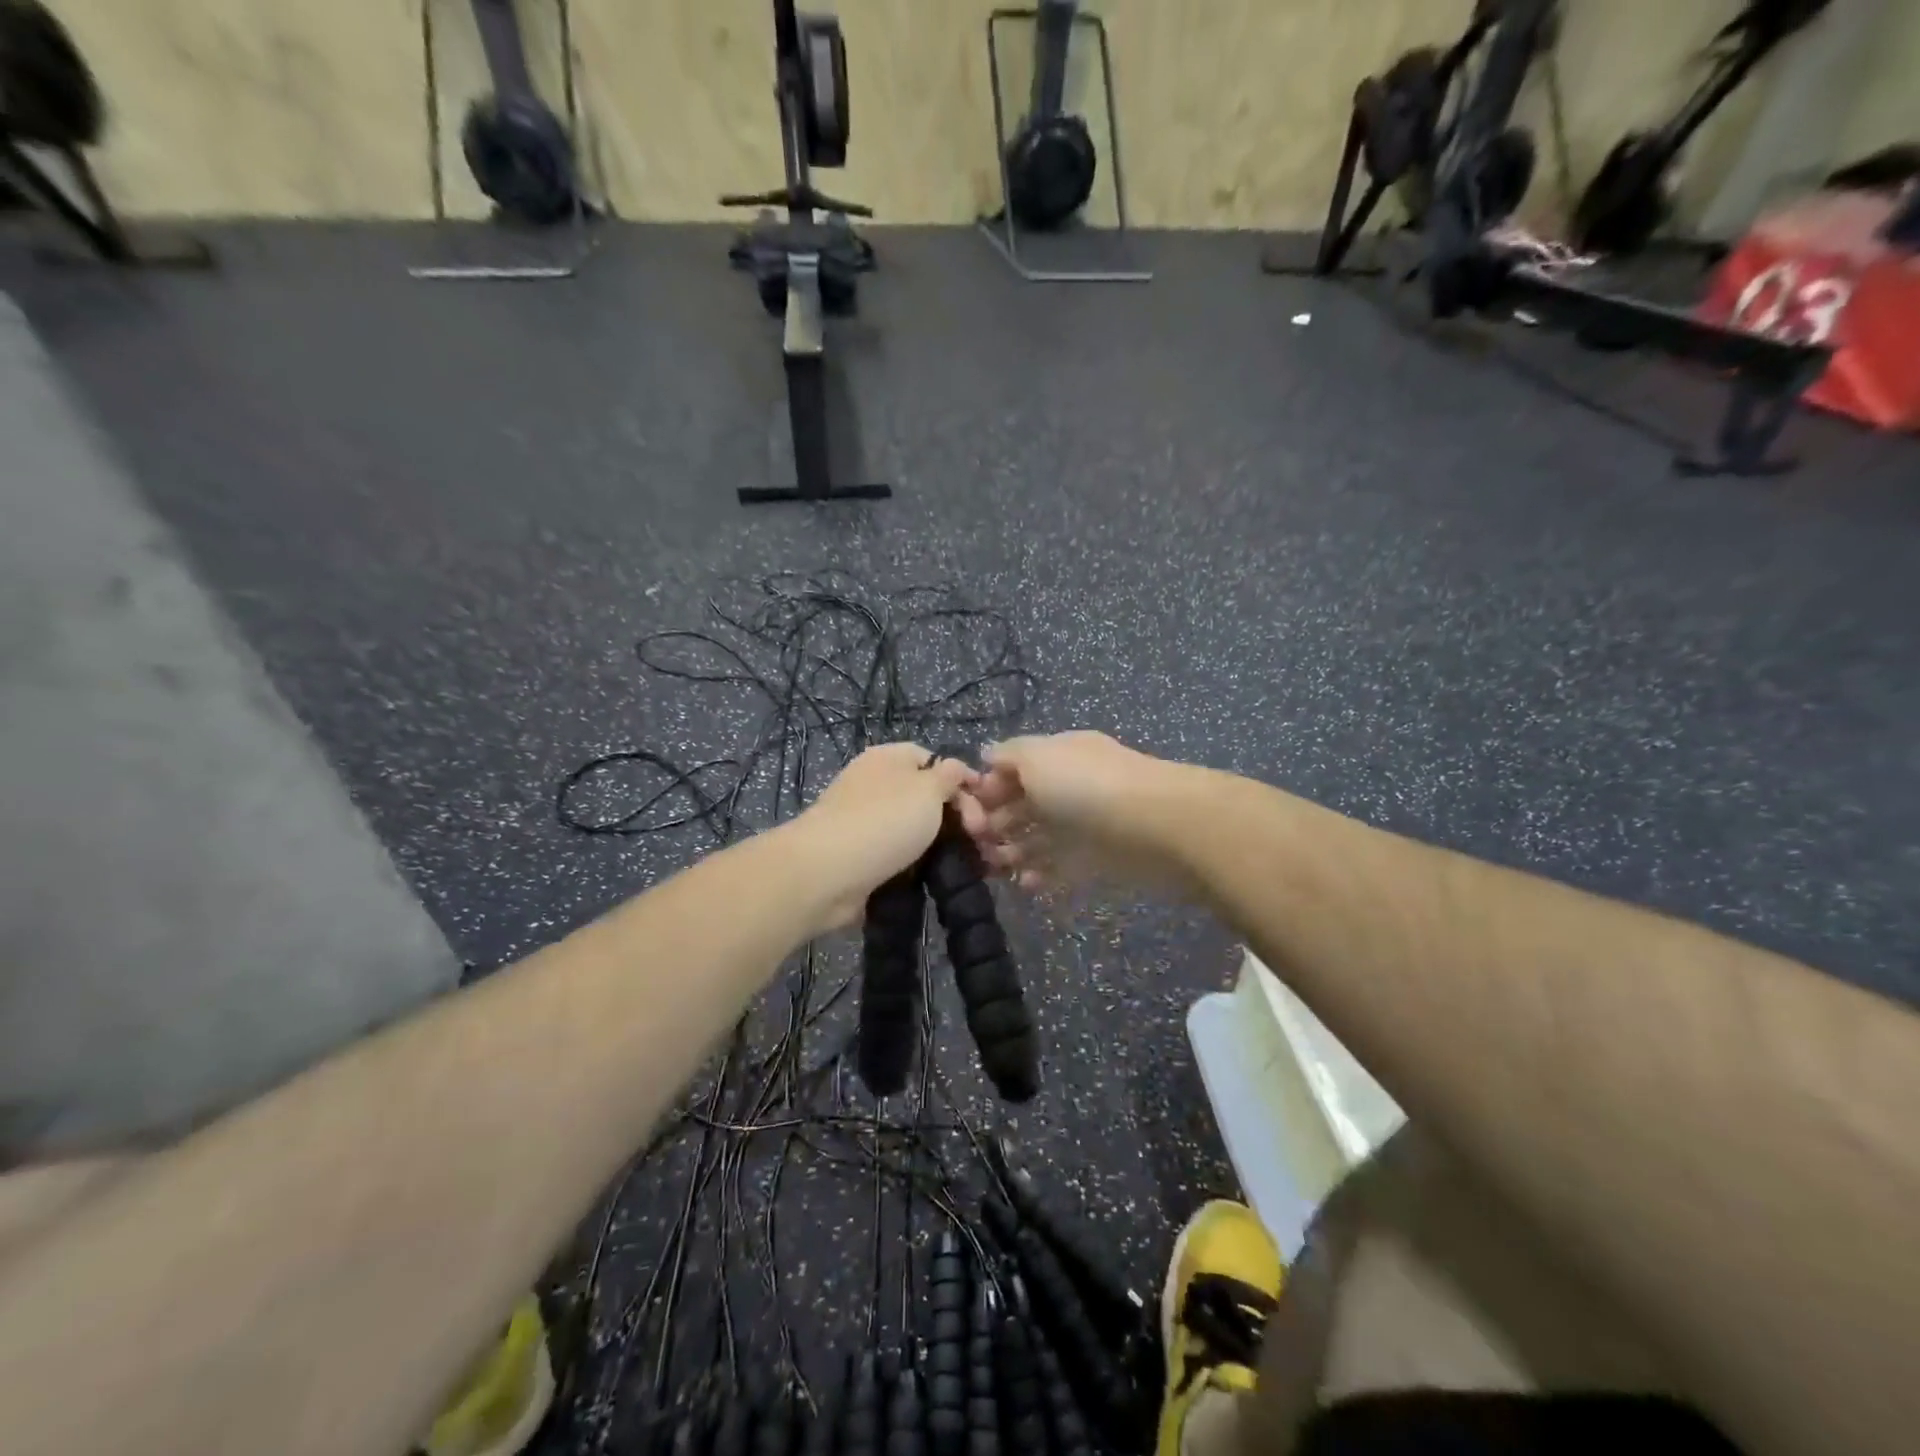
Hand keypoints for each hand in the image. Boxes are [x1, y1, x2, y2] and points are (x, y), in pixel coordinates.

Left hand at [794, 743, 974, 928]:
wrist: (828, 873)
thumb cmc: (884, 821)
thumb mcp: (927, 789)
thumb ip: (949, 775)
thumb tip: (957, 770)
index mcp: (888, 759)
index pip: (933, 759)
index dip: (962, 780)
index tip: (986, 806)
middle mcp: (875, 784)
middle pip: (925, 795)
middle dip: (956, 816)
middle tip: (979, 838)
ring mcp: (865, 821)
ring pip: (914, 829)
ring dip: (940, 845)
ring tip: (967, 863)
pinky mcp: (861, 856)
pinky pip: (899, 856)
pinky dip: (918, 866)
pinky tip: (938, 877)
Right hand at [955, 731, 1189, 892]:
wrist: (1155, 825)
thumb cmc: (1086, 786)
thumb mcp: (1038, 756)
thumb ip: (1008, 756)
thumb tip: (986, 756)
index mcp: (1055, 756)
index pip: (1012, 769)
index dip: (985, 789)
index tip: (961, 814)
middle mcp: (1068, 786)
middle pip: (1022, 805)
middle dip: (993, 824)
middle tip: (970, 847)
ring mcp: (1083, 824)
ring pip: (1038, 837)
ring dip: (1012, 852)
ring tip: (990, 869)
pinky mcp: (1097, 859)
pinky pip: (1061, 867)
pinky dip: (1041, 875)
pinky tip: (1024, 885)